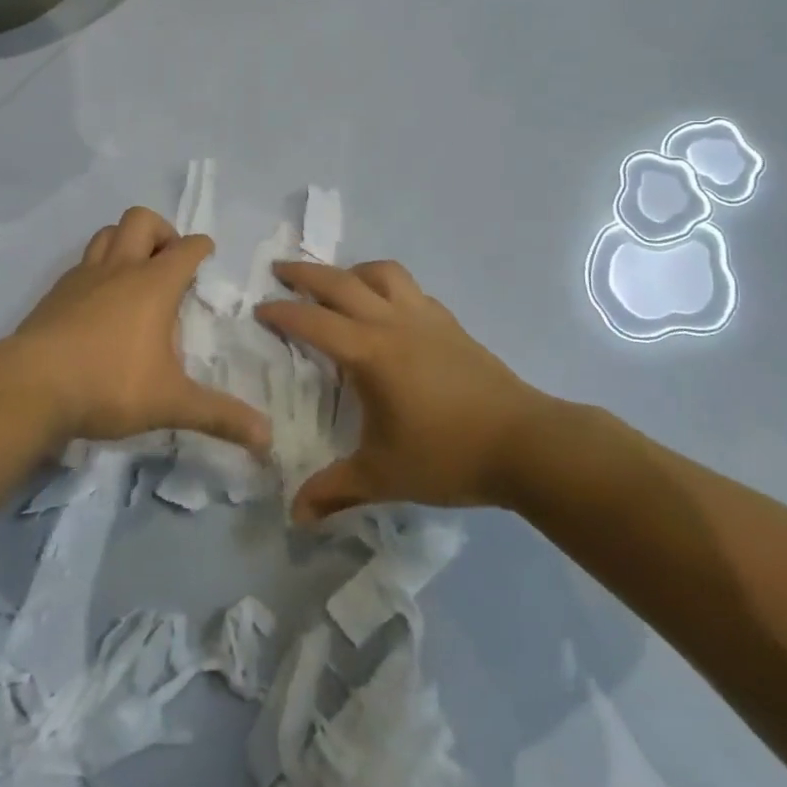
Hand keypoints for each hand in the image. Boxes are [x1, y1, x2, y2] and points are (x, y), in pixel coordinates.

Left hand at [11, 207, 270, 453]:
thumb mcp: (171, 403)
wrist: (31, 386)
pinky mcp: (55, 292)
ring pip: (107, 233)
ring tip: (135, 272)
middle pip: (141, 220)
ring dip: (125, 241)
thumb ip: (220, 417)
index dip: (201, 246)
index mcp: (153, 285)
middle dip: (161, 231)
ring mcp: (83, 277)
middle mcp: (119, 269)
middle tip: (169, 261)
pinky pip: (82, 262)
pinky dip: (97, 268)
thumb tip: (268, 438)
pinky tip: (98, 300)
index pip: (186, 248)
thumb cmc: (109, 385)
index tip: (207, 253)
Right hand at [256, 259, 556, 521]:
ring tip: (337, 284)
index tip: (259, 309)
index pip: (313, 321)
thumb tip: (295, 515)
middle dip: (305, 274)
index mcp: (369, 352)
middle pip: (341, 282)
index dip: (282, 313)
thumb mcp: (383, 476)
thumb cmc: (448, 455)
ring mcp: (425, 318)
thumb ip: (335, 490)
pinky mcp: (450, 324)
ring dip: (352, 272)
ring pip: (383, 273)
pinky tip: (388, 310)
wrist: (527, 444)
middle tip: (280, 270)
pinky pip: (410, 290)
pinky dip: (387, 287)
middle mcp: (393, 322)